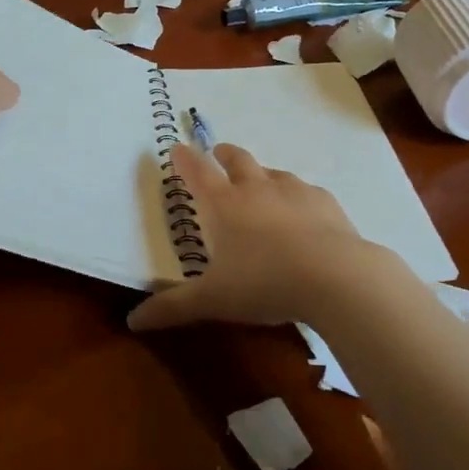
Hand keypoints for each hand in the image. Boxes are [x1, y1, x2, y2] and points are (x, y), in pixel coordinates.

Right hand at [127, 142, 389, 330]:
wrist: (336, 277)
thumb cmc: (264, 283)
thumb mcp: (213, 300)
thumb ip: (173, 308)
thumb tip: (132, 321)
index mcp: (223, 204)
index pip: (197, 173)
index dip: (184, 159)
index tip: (176, 147)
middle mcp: (256, 188)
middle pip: (237, 160)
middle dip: (224, 155)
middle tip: (218, 153)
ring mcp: (294, 191)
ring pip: (273, 172)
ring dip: (262, 174)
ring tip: (261, 183)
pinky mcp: (325, 202)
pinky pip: (306, 191)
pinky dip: (297, 196)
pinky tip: (303, 211)